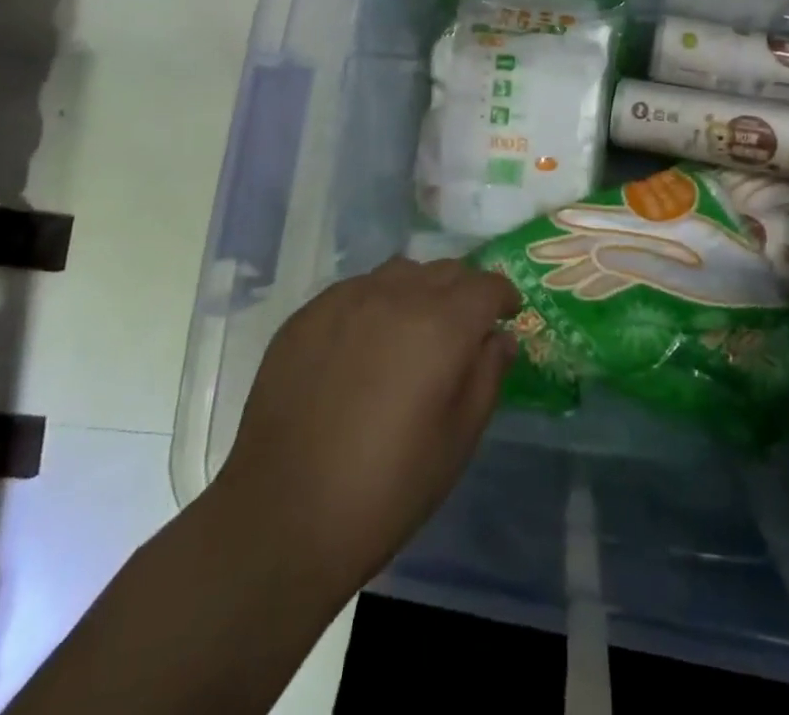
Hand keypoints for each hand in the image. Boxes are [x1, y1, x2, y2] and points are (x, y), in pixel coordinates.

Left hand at [209, 256, 519, 600]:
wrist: (282, 519)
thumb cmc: (387, 489)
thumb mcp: (459, 440)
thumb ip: (488, 375)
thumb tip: (500, 337)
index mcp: (442, 325)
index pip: (487, 285)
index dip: (504, 297)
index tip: (506, 315)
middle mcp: (396, 296)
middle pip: (445, 270)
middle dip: (464, 291)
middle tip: (463, 327)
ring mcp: (346, 300)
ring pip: (400, 272)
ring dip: (419, 290)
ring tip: (412, 329)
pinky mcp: (307, 315)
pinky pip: (355, 290)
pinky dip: (374, 303)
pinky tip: (363, 346)